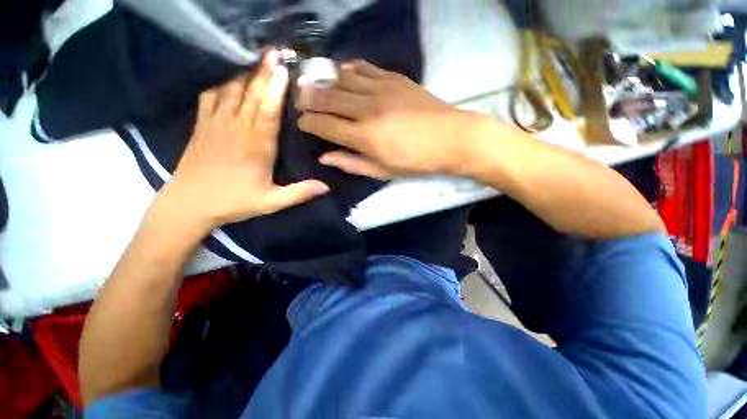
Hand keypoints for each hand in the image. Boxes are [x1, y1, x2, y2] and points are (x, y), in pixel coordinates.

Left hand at [158, 52, 329, 232]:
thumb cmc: (234, 202)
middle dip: (264, 72)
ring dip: (245, 74)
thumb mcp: (271, 202)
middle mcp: (237, 129)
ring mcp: (216, 123)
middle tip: (275, 53)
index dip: (275, 88)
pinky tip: (230, 80)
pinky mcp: (202, 124)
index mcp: (256, 146)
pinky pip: (211, 96)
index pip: (268, 110)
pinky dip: (222, 84)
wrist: (190, 204)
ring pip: (231, 90)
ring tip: (257, 61)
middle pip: (251, 94)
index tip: (283, 69)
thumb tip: (326, 187)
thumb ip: (300, 193)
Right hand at [296, 60, 482, 178]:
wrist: (450, 139)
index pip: (325, 125)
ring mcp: (381, 89)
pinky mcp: (394, 78)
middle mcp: (367, 109)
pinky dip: (349, 70)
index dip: (308, 123)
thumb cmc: (415, 161)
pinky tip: (344, 73)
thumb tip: (325, 157)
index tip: (301, 122)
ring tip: (317, 86)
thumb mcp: (382, 171)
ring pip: (342, 78)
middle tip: (299, 100)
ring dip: (325, 81)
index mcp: (364, 136)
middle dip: (308, 98)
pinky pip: (364, 67)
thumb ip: (352, 163)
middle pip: (328, 97)